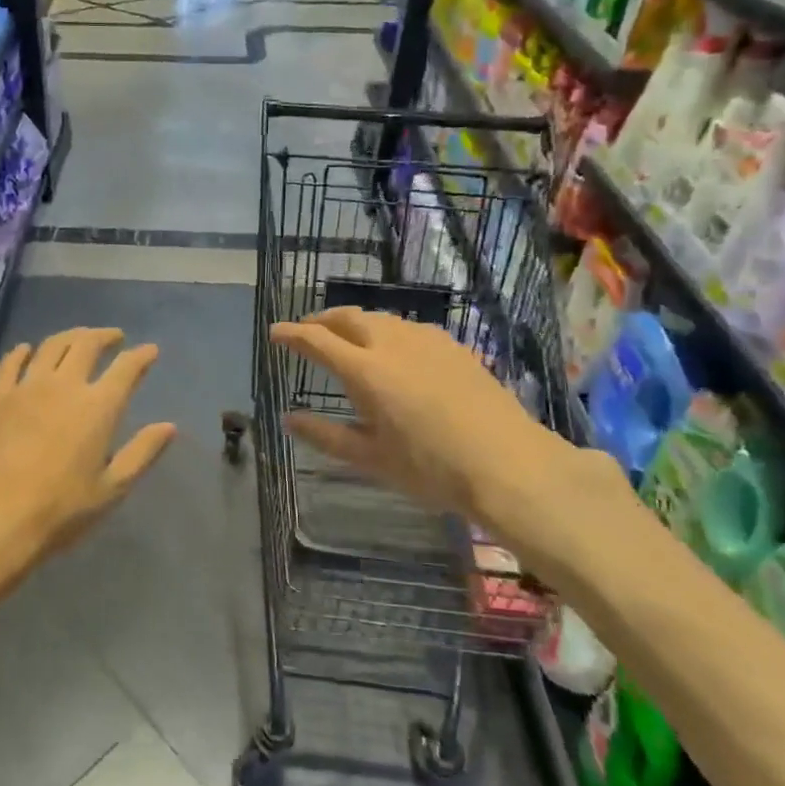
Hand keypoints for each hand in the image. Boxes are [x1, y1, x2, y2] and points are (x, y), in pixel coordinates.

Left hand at [0, 328, 175, 620]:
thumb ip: (142, 453)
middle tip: (114, 338)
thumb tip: (169, 426)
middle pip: (87, 344)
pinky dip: (24, 351)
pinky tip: (28, 351)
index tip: (150, 350)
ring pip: (52, 345)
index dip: (141, 356)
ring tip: (79, 339)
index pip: (126, 368)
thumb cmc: (60, 510)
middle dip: (105, 336)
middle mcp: (64, 385)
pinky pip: (11, 361)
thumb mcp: (111, 489)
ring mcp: (27, 387)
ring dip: (71, 336)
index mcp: (98, 407)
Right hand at [269, 307, 616, 581]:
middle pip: (349, 317)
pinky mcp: (455, 347)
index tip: (275, 332)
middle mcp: (392, 344)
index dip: (292, 333)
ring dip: (356, 323)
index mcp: (365, 370)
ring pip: (381, 319)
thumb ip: (326, 435)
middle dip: (322, 320)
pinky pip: (410, 328)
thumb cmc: (431, 468)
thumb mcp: (371, 458)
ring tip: (348, 338)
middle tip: (308, 331)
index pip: (317, 340)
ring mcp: (428, 341)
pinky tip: (396, 350)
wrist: (509, 463)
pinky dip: (388, 331)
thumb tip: (288, 419)